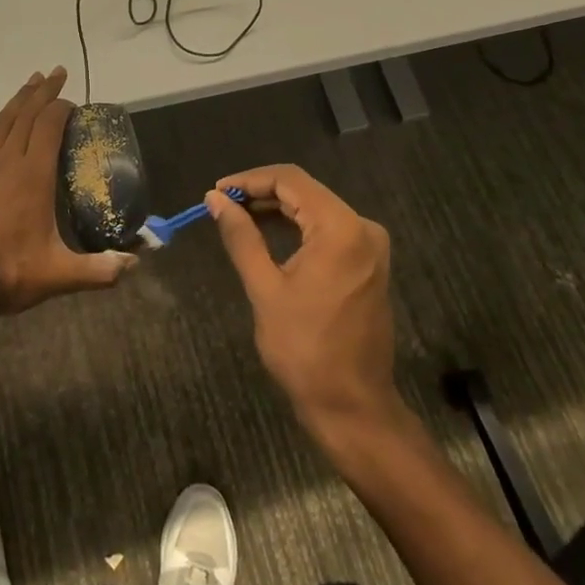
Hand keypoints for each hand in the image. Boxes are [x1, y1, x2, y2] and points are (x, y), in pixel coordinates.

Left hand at [0, 67, 135, 331]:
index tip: (74, 102)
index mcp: (34, 177)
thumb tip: (134, 264)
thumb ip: (101, 269)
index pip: (50, 127)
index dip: (63, 108)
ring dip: (16, 100)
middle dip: (44, 93)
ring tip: (30, 80)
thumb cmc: (8, 274)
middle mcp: (7, 164)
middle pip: (27, 117)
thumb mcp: (61, 275)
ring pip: (0, 125)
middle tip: (57, 73)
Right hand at [207, 165, 400, 433]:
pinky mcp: (368, 262)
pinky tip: (267, 233)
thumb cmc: (304, 348)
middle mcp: (362, 228)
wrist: (352, 404)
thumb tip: (216, 199)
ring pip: (316, 208)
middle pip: (305, 191)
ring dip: (277, 208)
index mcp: (341, 229)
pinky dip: (297, 226)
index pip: (291, 180)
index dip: (250, 179)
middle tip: (223, 204)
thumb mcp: (264, 288)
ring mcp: (369, 246)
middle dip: (262, 192)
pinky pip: (328, 228)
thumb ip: (241, 236)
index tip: (218, 191)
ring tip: (237, 216)